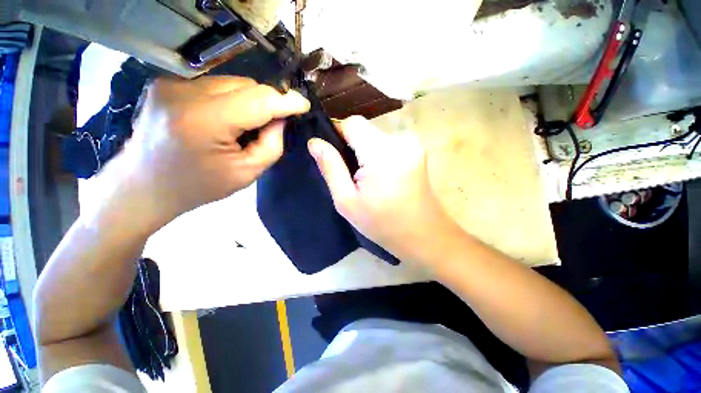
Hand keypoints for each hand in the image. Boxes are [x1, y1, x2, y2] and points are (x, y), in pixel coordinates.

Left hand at [96, 76, 309, 230]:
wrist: (143, 187)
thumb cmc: (199, 187)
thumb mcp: (246, 173)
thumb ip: (271, 144)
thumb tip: (281, 119)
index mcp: (205, 121)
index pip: (259, 100)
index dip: (286, 101)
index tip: (303, 105)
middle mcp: (185, 93)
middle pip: (247, 85)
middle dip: (268, 102)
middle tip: (273, 123)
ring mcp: (172, 84)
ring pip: (232, 82)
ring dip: (249, 100)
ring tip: (246, 124)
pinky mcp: (166, 84)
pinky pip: (214, 85)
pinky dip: (230, 99)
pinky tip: (225, 119)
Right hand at [308, 116, 454, 260]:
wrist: (423, 235)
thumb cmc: (382, 224)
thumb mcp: (347, 201)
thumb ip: (331, 168)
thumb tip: (314, 142)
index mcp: (382, 153)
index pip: (352, 123)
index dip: (338, 134)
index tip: (333, 155)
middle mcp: (400, 141)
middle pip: (365, 129)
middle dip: (352, 146)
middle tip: (351, 174)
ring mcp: (413, 144)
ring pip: (376, 136)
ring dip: (365, 151)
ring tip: (366, 178)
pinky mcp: (418, 150)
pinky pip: (388, 143)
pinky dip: (378, 154)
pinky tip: (381, 176)